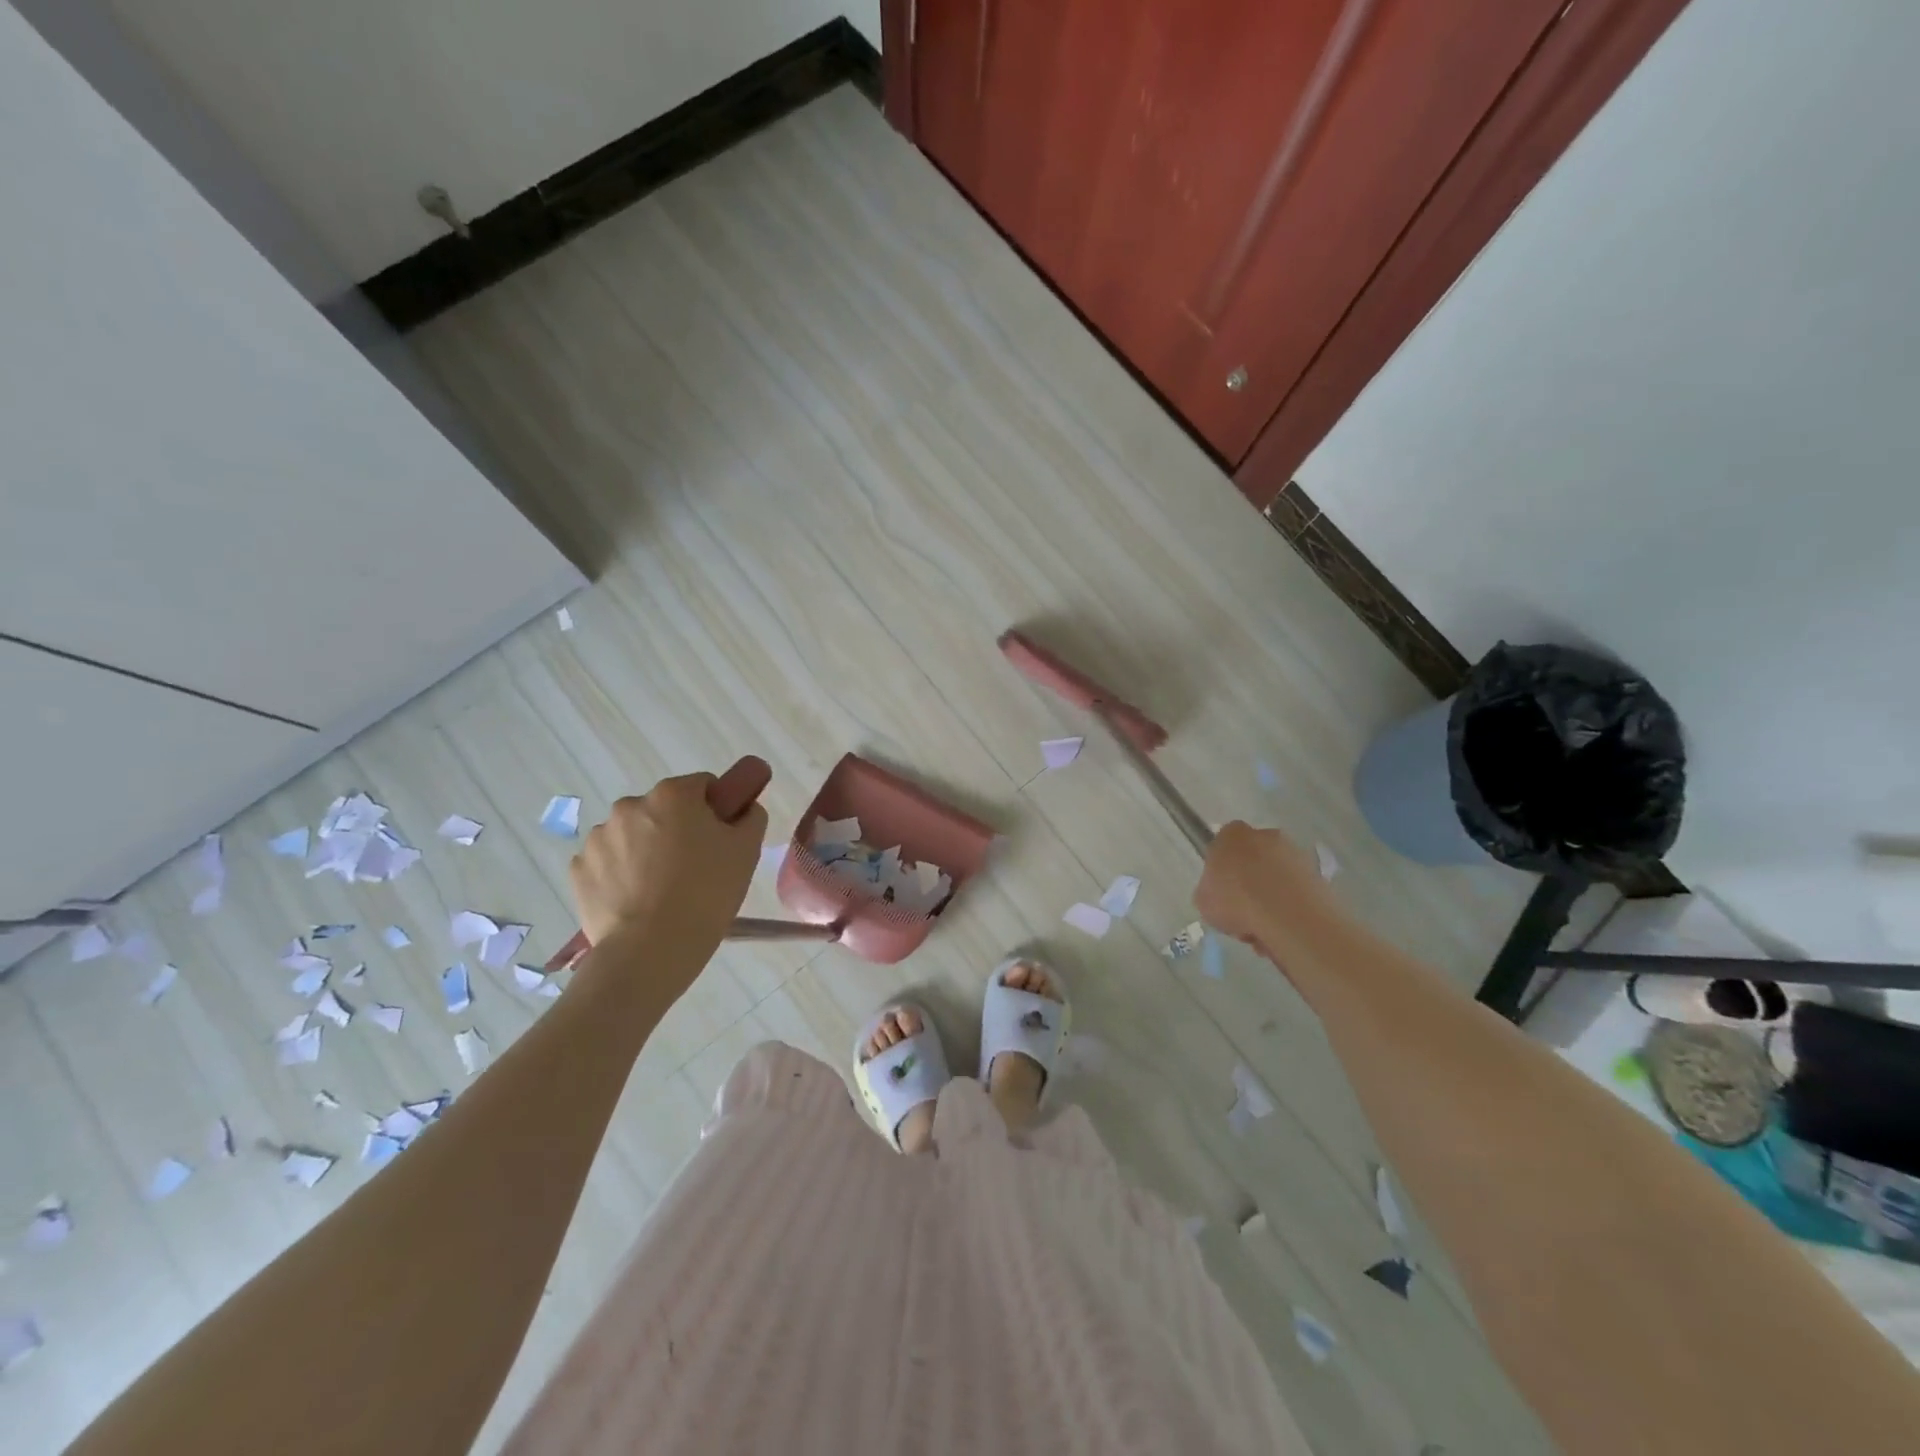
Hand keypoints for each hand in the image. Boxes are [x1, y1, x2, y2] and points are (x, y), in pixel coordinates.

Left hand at [569, 773, 767, 953]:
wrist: (651, 950)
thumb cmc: (706, 893)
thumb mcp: (747, 851)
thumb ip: (750, 817)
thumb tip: (743, 809)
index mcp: (673, 794)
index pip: (702, 786)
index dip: (715, 809)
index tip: (720, 839)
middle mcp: (630, 805)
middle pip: (664, 810)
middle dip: (677, 829)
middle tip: (695, 868)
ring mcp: (598, 837)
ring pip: (633, 835)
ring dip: (646, 851)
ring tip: (662, 890)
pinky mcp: (579, 870)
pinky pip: (608, 863)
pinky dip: (621, 874)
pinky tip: (637, 900)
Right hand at [1195, 821, 1332, 955]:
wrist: (1287, 916)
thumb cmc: (1235, 901)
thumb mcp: (1203, 900)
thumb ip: (1211, 890)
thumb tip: (1221, 895)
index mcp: (1233, 834)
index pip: (1224, 841)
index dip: (1222, 865)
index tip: (1222, 889)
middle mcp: (1266, 835)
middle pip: (1254, 857)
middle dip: (1250, 881)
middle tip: (1243, 911)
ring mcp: (1296, 854)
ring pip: (1277, 877)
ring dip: (1272, 897)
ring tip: (1263, 930)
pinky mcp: (1319, 876)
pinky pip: (1296, 892)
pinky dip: (1291, 909)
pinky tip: (1282, 932)